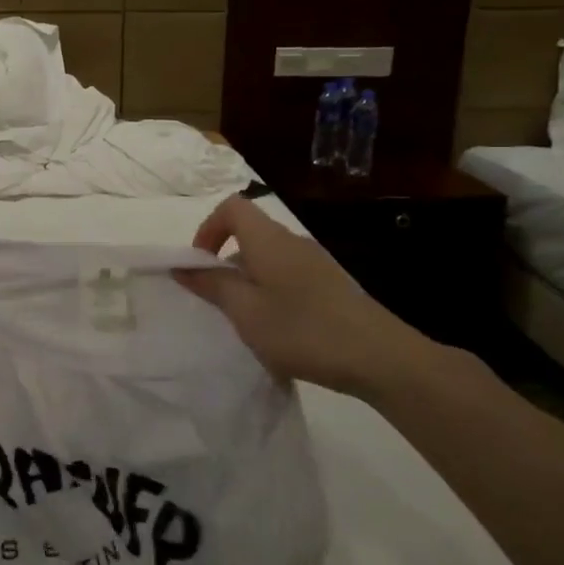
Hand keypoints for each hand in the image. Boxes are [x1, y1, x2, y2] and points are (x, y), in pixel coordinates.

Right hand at [176, 195, 450, 401]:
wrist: (380, 357)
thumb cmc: (302, 330)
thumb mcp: (245, 311)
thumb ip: (212, 285)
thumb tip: (183, 266)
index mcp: (268, 240)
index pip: (232, 207)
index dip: (208, 228)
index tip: (201, 264)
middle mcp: (292, 241)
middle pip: (250, 233)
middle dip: (226, 260)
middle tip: (219, 300)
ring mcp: (316, 262)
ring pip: (269, 257)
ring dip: (249, 280)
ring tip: (248, 320)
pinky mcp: (332, 284)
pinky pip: (289, 275)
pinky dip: (272, 291)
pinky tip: (280, 329)